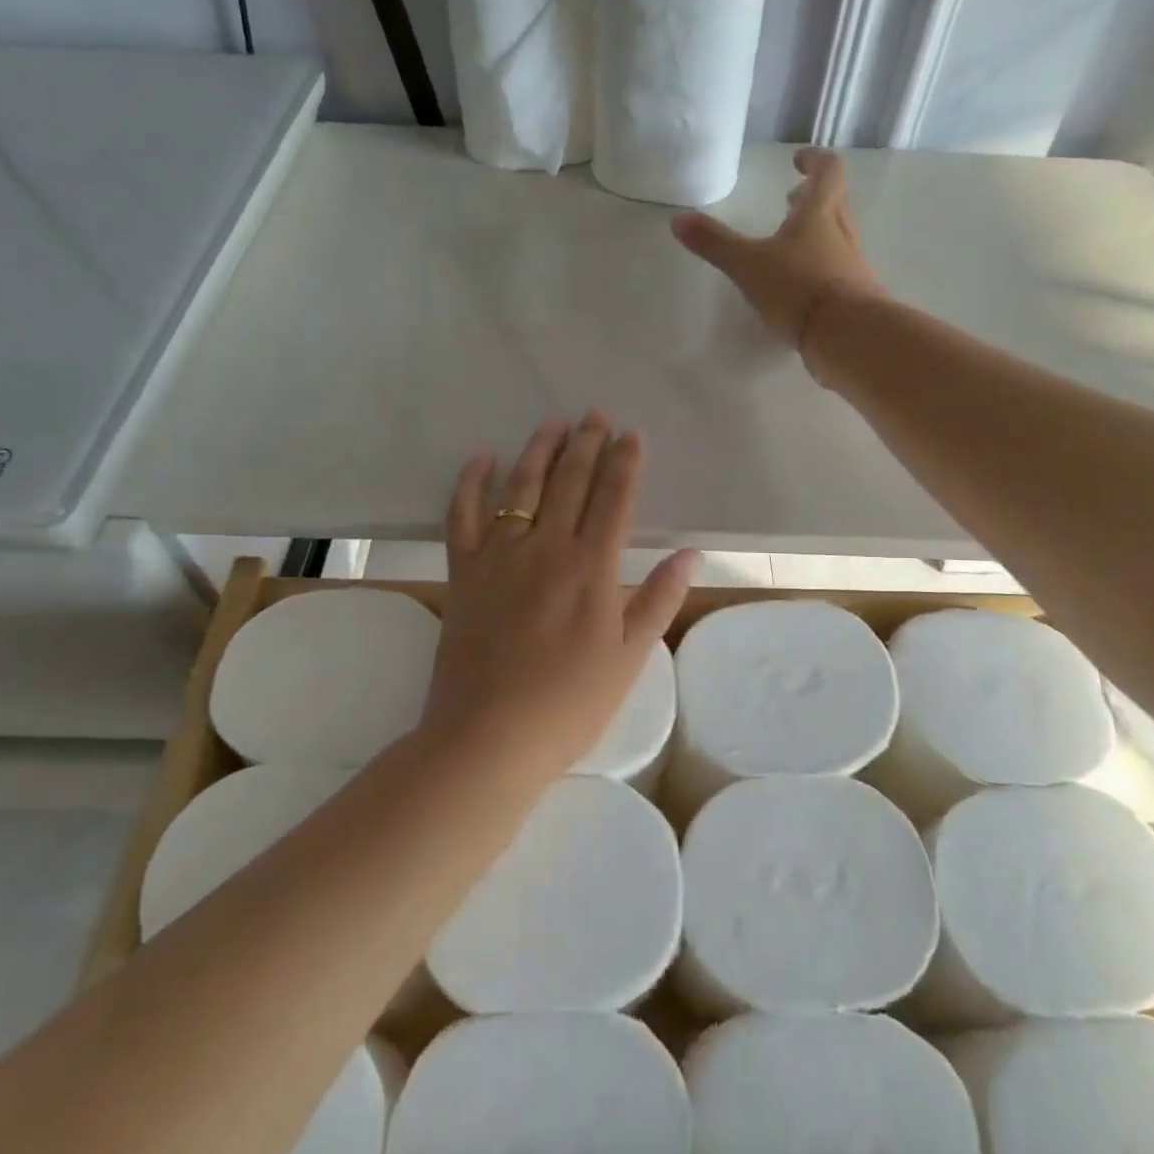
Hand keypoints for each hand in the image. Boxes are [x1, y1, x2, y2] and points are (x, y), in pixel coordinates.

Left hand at [423, 414, 699, 781]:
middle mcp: (547, 547)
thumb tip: (690, 554)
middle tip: (595, 415)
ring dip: (539, 450)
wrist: (489, 737)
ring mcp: (500, 556)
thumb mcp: (630, 657)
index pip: (614, 499)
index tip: (632, 434)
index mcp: (593, 567)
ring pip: (521, 487)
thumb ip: (659, 599)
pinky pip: (462, 515)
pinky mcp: (462, 572)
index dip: (625, 463)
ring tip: (552, 422)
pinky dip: (470, 482)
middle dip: (586, 444)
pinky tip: (482, 457)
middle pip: (570, 482)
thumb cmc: (570, 703)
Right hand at [672, 147, 886, 354]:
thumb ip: (715, 243)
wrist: (848, 335)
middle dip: (812, 197)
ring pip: (837, 236)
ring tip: (790, 246)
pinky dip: (820, 266)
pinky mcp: (857, 295)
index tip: (798, 161)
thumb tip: (678, 220)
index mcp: (819, 213)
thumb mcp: (748, 266)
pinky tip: (801, 287)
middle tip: (791, 200)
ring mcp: (853, 264)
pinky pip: (839, 269)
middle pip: (834, 202)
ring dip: (816, 232)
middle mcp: (842, 232)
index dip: (813, 160)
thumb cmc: (798, 289)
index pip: (827, 170)